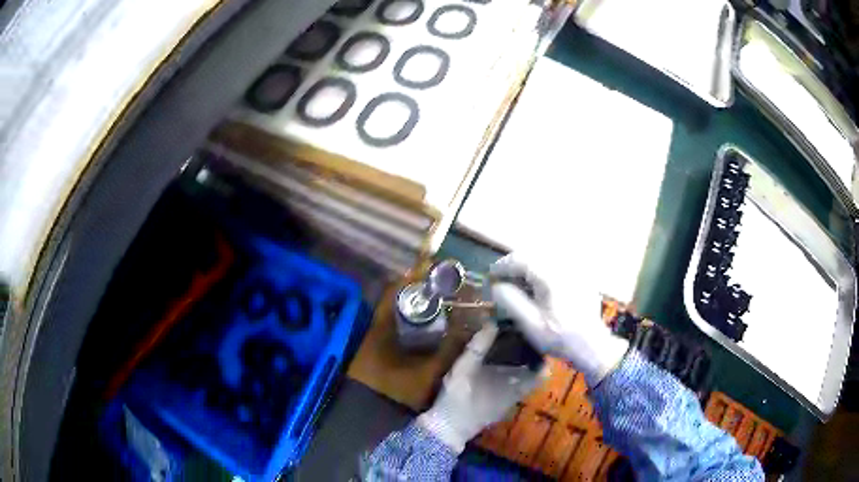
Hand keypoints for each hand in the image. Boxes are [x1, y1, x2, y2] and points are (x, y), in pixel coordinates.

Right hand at [417, 323, 544, 452]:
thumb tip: (492, 322)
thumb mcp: (465, 368)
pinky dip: (507, 376)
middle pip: (532, 375)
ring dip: (518, 366)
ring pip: (520, 382)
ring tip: (509, 346)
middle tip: (522, 337)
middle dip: (529, 357)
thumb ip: (478, 346)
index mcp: (515, 387)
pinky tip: (494, 366)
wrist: (446, 429)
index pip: (542, 372)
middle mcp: (516, 395)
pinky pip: (509, 388)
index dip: (542, 356)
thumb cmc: (459, 398)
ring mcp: (506, 404)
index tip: (537, 338)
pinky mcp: (495, 408)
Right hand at [489, 253, 628, 386]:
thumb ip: (511, 302)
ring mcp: (575, 269)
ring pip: (545, 257)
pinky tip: (540, 286)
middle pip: (533, 254)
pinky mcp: (581, 276)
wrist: (591, 345)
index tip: (491, 276)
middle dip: (515, 264)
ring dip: (529, 266)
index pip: (520, 259)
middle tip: (503, 280)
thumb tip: (496, 286)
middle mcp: (563, 266)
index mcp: (550, 276)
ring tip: (520, 283)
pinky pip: (558, 264)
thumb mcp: (531, 325)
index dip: (502, 265)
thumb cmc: (559, 338)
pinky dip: (544, 270)